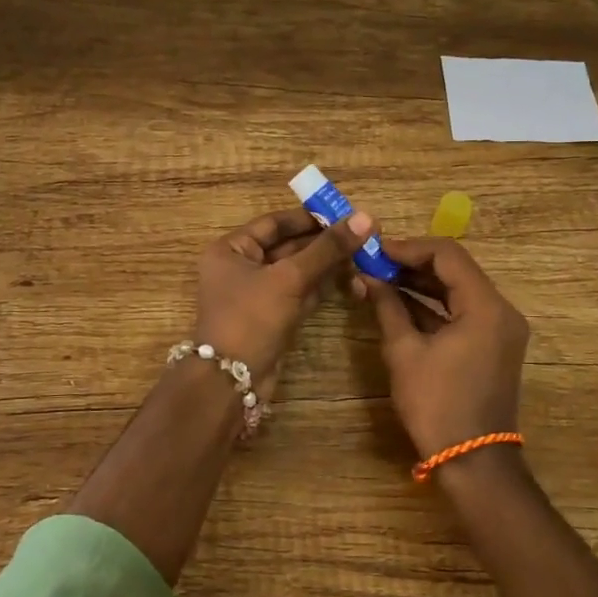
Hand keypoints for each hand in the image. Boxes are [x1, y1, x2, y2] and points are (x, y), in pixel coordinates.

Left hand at [194, 206, 371, 392]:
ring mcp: (257, 295)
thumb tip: (365, 218)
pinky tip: (350, 278)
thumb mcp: (289, 278)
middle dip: (323, 242)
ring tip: (364, 254)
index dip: (309, 217)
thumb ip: (327, 249)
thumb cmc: (251, 318)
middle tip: (363, 234)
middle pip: (287, 246)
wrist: (231, 382)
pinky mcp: (272, 318)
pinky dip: (321, 286)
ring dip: (327, 264)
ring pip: (296, 271)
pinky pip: (299, 293)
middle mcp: (241, 268)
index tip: (344, 214)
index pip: (274, 223)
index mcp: (231, 249)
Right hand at [355, 238, 530, 456]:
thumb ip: (387, 306)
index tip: (375, 251)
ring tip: (381, 279)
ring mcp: (501, 328)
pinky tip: (400, 303)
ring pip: (459, 289)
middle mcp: (501, 310)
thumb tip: (367, 277)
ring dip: (422, 283)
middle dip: (413, 264)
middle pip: (456, 269)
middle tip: (374, 264)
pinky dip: (434, 305)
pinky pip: (463, 311)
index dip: (408, 248)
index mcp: (486, 306)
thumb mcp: (404, 351)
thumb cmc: (436, 404)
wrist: (472, 461)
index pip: (447, 255)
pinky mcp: (494, 344)